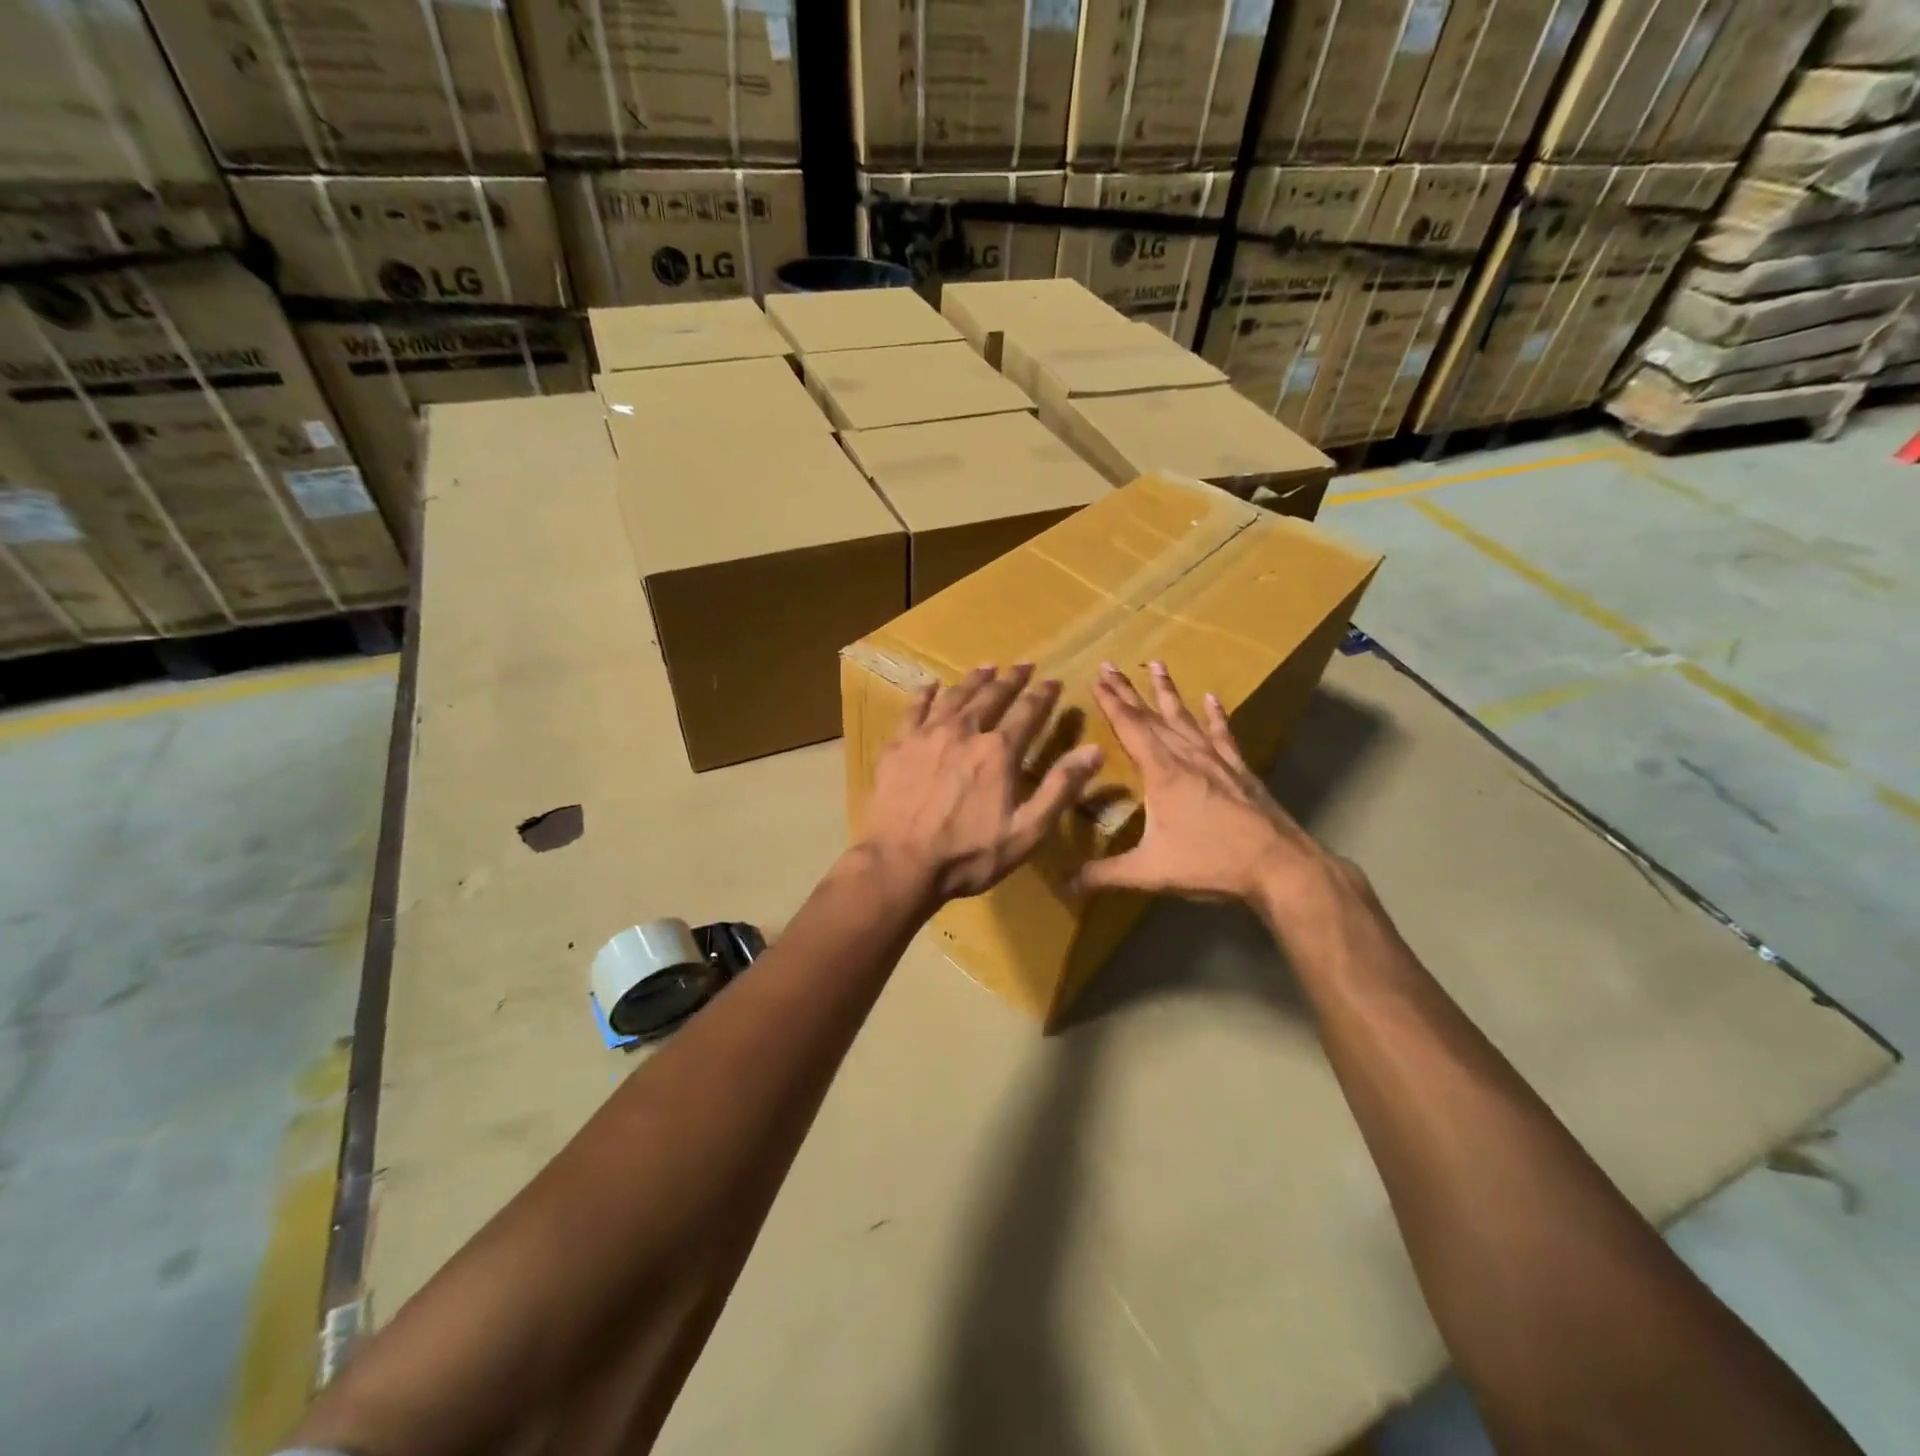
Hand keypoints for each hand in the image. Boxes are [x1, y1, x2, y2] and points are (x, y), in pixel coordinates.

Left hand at [856, 664, 1104, 903]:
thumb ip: (1060, 788)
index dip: (1043, 695)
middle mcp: (965, 731)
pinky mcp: (898, 745)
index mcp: (999, 751)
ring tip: (986, 668)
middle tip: (1022, 665)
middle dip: (1011, 679)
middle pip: (992, 696)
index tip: (1053, 681)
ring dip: (974, 680)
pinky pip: (914, 708)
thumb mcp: (1027, 831)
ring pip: (955, 696)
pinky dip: (926, 694)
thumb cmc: (968, 855)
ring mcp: (927, 735)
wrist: (900, 864)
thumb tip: (1094, 750)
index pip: (1028, 712)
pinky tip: (931, 686)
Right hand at [1074, 661, 1360, 925]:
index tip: (1096, 677)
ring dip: (1168, 692)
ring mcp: (1216, 760)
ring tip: (1156, 664)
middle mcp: (1187, 757)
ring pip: (1185, 717)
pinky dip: (1215, 716)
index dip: (1111, 702)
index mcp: (1162, 773)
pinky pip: (1223, 735)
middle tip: (1110, 665)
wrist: (1278, 865)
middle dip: (1128, 690)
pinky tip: (1212, 699)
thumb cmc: (1210, 863)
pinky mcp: (1239, 770)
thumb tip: (1062, 885)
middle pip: (1152, 716)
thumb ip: (1103, 875)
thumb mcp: (1149, 872)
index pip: (1130, 728)